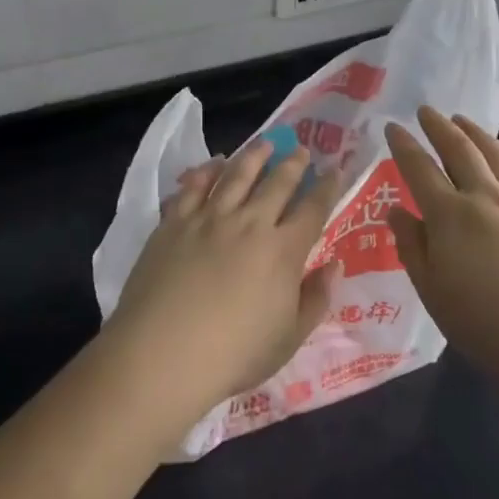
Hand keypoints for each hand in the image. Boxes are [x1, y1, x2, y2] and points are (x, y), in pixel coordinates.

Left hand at [105, 139, 342, 437]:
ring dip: (253, 157)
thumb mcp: (289, 338)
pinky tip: (213, 164)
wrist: (163, 352)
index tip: (335, 170)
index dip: (327, 188)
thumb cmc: (234, 354)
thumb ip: (316, 299)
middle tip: (301, 150)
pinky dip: (205, 172)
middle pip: (276, 184)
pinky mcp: (174, 223)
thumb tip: (334, 264)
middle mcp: (249, 224)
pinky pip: (193, 187)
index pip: (313, 210)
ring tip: (264, 144)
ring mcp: (208, 219)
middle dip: (293, 164)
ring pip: (236, 176)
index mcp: (283, 251)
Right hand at [383, 107, 498, 409]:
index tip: (392, 126)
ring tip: (463, 120)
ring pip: (497, 155)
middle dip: (439, 127)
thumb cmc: (489, 326)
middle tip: (427, 111)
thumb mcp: (434, 294)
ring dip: (476, 133)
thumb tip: (396, 211)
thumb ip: (413, 247)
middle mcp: (486, 197)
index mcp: (450, 216)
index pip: (419, 169)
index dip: (404, 145)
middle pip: (460, 150)